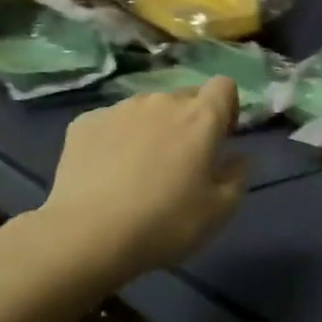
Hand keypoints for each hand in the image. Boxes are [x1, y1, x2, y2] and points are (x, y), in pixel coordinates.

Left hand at [40, 77, 247, 279]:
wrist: (88, 236)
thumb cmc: (167, 223)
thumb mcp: (221, 210)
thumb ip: (238, 175)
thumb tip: (237, 157)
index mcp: (200, 117)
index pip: (224, 86)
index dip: (227, 108)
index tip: (221, 139)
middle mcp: (161, 102)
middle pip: (185, 97)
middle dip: (190, 121)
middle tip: (182, 162)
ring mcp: (119, 110)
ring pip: (147, 110)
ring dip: (153, 129)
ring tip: (141, 171)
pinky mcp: (84, 123)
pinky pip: (112, 123)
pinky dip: (117, 140)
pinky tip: (108, 174)